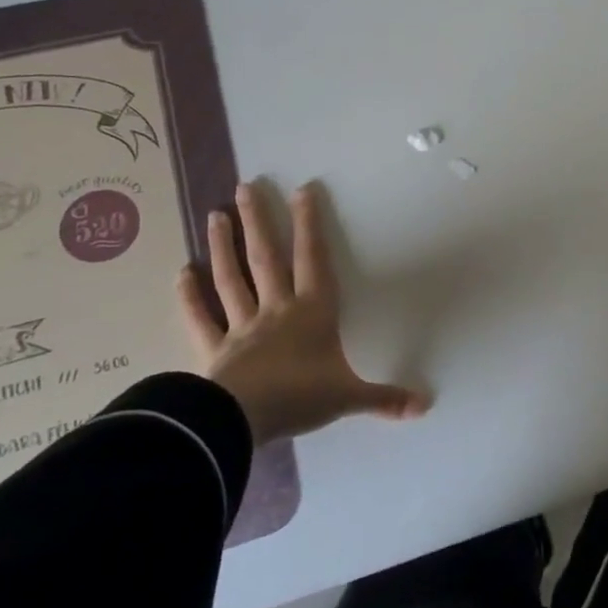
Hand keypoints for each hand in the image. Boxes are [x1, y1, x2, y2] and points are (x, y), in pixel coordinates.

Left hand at [178, 180, 428, 446]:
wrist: (244, 420)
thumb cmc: (302, 397)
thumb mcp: (350, 397)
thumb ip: (385, 399)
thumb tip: (426, 406)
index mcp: (313, 312)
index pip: (313, 259)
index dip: (309, 224)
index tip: (302, 190)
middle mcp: (277, 309)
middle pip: (266, 258)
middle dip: (258, 221)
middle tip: (245, 187)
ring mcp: (241, 327)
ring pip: (231, 279)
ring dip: (223, 247)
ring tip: (216, 214)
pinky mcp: (214, 350)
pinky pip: (200, 319)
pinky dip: (190, 297)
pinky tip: (181, 273)